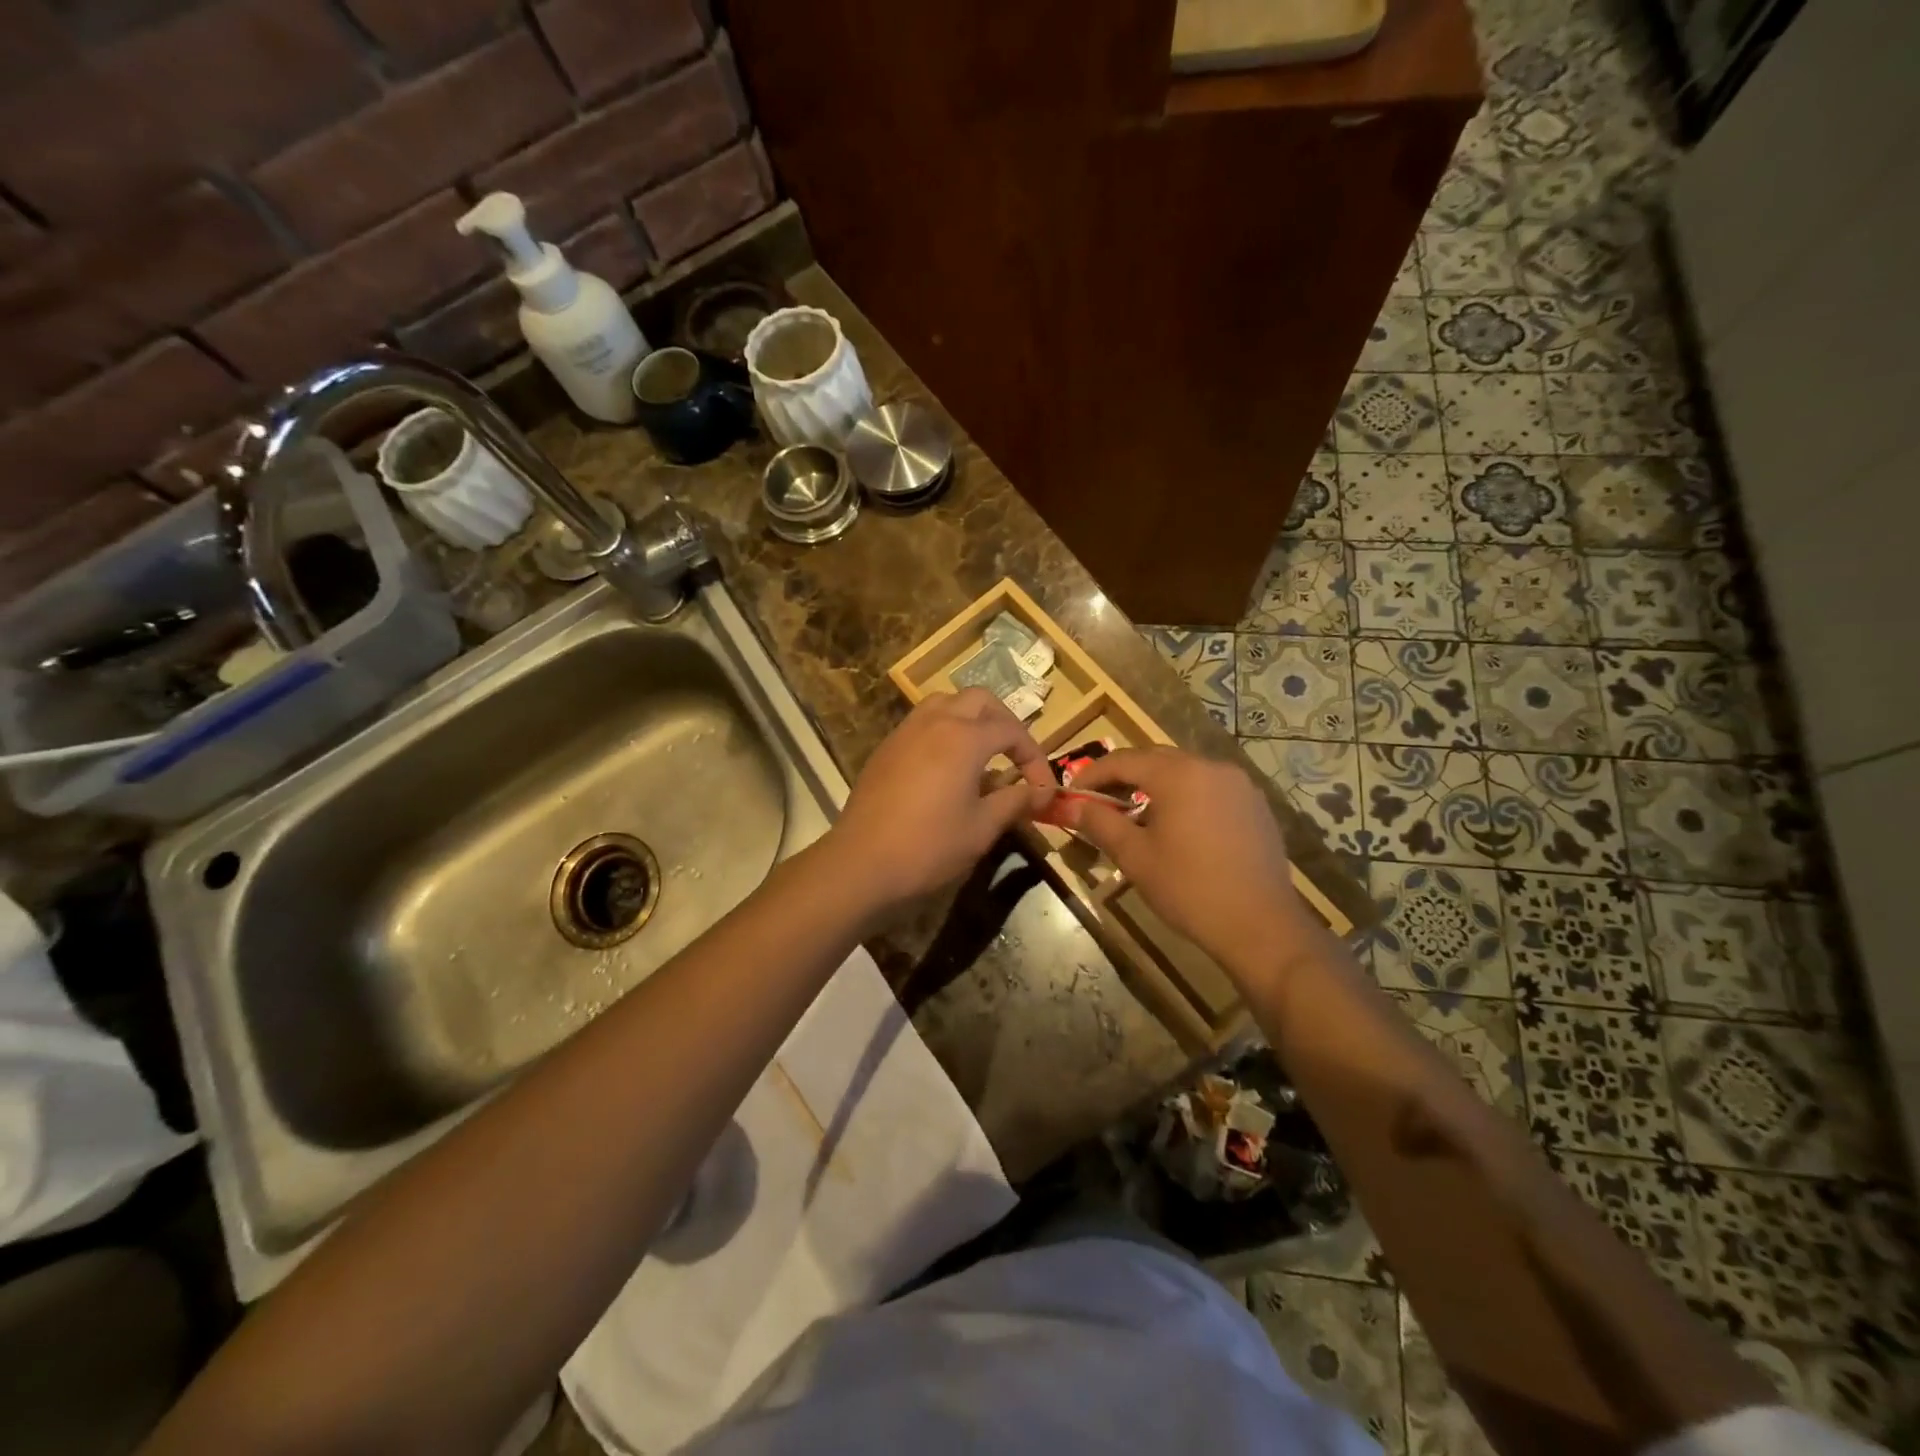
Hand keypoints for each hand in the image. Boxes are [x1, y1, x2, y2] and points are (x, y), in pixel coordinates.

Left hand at [827, 689, 1055, 911]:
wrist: (861, 863)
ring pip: (945, 703)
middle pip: (979, 700)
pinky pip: (922, 722)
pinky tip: (946, 767)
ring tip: (982, 752)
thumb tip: (1040, 793)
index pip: (1012, 730)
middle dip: (1004, 722)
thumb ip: (1014, 802)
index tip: (1042, 787)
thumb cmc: (929, 846)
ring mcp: (905, 732)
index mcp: (964, 737)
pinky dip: (943, 731)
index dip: (1034, 756)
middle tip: (1015, 755)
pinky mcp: (886, 748)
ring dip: (970, 718)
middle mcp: (935, 722)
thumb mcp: (981, 828)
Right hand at [1060, 748, 1318, 981]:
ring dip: (1155, 786)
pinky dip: (1185, 797)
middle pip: (1155, 760)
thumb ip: (1099, 823)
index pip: (1123, 760)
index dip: (1092, 775)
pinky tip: (1176, 828)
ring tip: (1135, 816)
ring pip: (1184, 773)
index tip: (1072, 794)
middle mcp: (1211, 767)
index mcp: (1179, 774)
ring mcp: (1239, 785)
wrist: (1260, 926)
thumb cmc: (1189, 888)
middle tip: (1098, 802)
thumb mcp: (1135, 856)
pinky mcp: (1255, 806)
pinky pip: (1209, 789)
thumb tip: (1070, 806)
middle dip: (1123, 777)